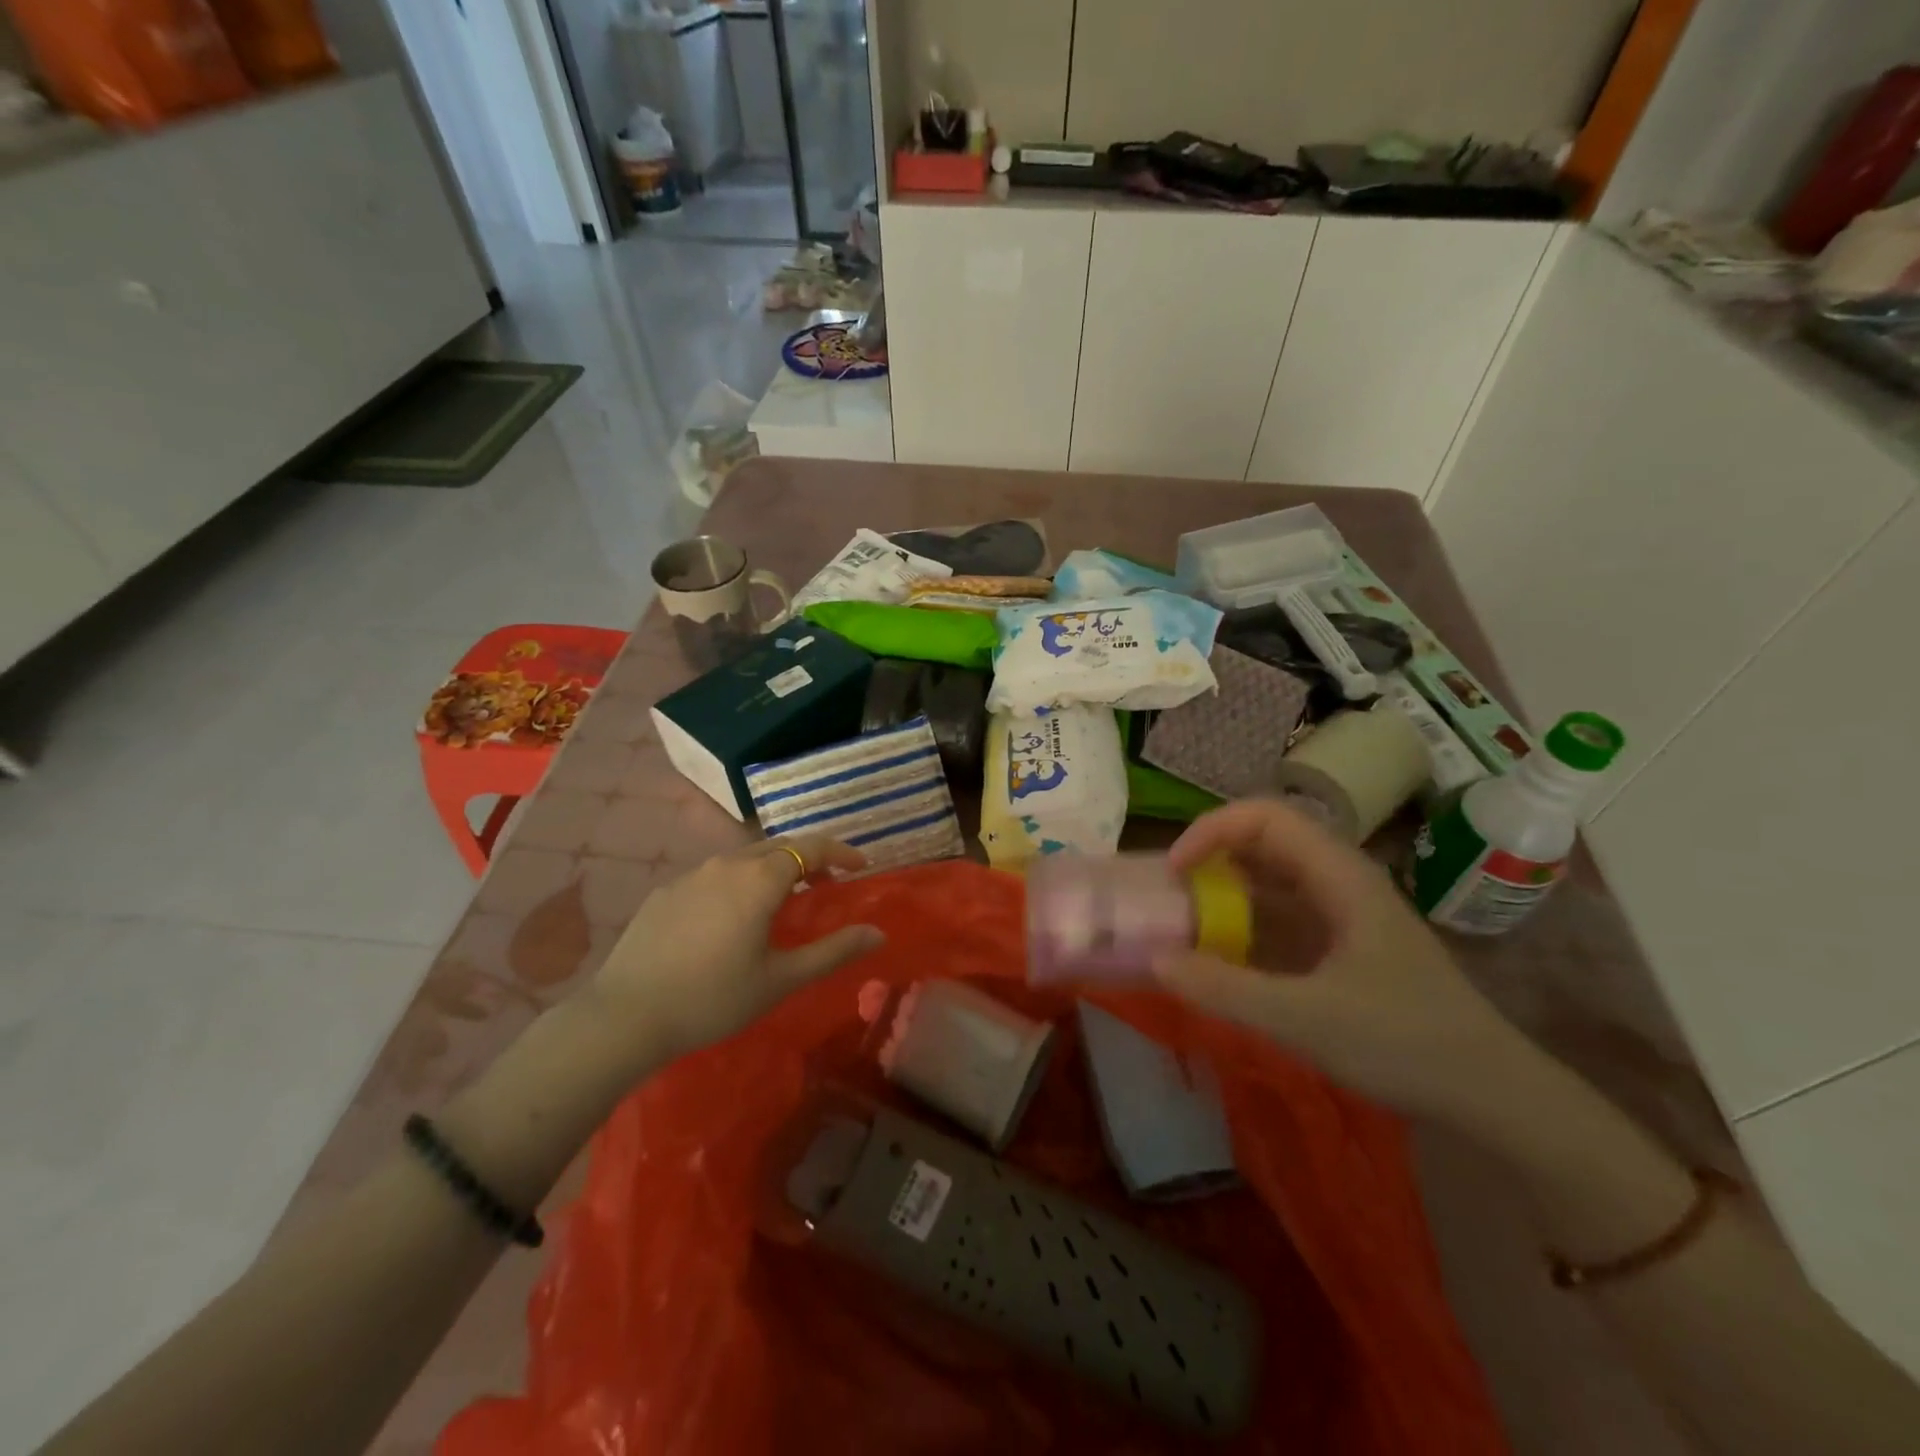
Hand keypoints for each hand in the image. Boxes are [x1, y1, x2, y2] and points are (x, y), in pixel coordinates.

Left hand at [588, 837, 885, 1066]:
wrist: (625, 1016)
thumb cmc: (714, 998)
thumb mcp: (781, 979)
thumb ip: (833, 951)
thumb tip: (878, 933)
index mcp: (760, 879)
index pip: (811, 847)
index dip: (840, 851)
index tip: (860, 866)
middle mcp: (727, 864)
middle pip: (778, 847)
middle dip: (807, 859)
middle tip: (825, 884)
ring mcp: (691, 875)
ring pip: (743, 859)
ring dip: (771, 870)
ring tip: (781, 901)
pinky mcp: (665, 892)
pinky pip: (713, 876)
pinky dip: (737, 884)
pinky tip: (729, 919)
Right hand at [1154, 799, 1533, 1120]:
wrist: (1494, 1098)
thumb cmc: (1406, 1044)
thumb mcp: (1306, 1019)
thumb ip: (1225, 989)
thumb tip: (1154, 959)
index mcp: (1340, 877)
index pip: (1266, 817)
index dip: (1212, 830)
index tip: (1175, 871)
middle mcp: (1339, 883)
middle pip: (1263, 842)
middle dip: (1210, 859)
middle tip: (1170, 896)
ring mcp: (1342, 915)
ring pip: (1269, 881)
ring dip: (1223, 893)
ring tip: (1183, 924)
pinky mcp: (1340, 946)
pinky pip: (1279, 918)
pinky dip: (1242, 926)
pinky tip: (1220, 958)